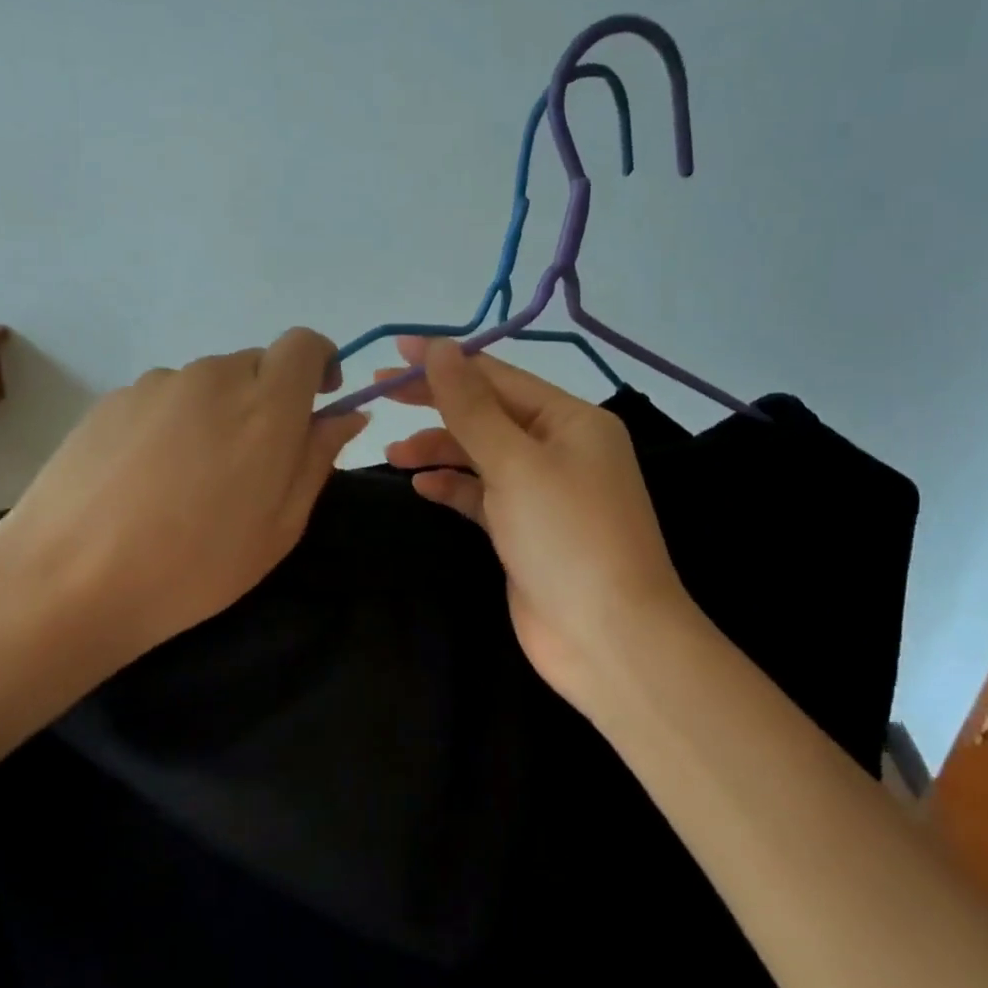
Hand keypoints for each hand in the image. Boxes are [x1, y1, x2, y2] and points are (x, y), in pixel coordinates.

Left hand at [0, 329, 367, 779]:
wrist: (69, 579)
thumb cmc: (195, 567)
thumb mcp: (280, 528)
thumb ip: (317, 459)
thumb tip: (345, 415)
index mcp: (265, 406)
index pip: (304, 345)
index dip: (319, 364)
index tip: (315, 404)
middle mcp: (213, 377)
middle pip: (255, 365)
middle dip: (267, 400)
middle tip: (249, 466)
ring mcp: (156, 384)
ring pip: (207, 383)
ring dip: (217, 414)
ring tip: (189, 481)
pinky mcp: (112, 398)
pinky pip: (163, 398)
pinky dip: (172, 424)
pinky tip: (145, 479)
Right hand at [380, 337, 709, 713]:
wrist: (608, 638)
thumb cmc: (566, 537)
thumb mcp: (515, 463)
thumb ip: (471, 406)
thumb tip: (439, 349)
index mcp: (570, 420)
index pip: (498, 376)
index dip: (445, 361)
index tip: (395, 351)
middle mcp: (559, 448)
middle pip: (487, 412)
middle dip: (435, 403)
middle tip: (379, 394)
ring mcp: (542, 492)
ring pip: (480, 455)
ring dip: (438, 449)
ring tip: (393, 454)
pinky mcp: (524, 530)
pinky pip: (481, 495)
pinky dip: (452, 486)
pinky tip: (421, 486)